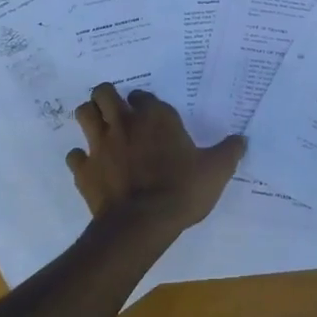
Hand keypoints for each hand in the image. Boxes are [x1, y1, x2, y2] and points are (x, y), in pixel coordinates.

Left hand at [65, 84, 246, 234]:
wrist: (142, 223)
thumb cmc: (182, 189)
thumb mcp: (216, 171)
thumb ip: (228, 152)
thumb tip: (242, 139)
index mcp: (156, 117)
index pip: (142, 95)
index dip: (143, 102)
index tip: (148, 112)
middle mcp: (125, 123)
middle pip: (103, 93)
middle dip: (107, 97)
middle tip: (116, 111)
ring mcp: (100, 145)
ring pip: (83, 114)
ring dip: (89, 118)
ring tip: (99, 128)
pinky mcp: (84, 170)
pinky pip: (74, 156)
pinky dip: (80, 159)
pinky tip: (91, 166)